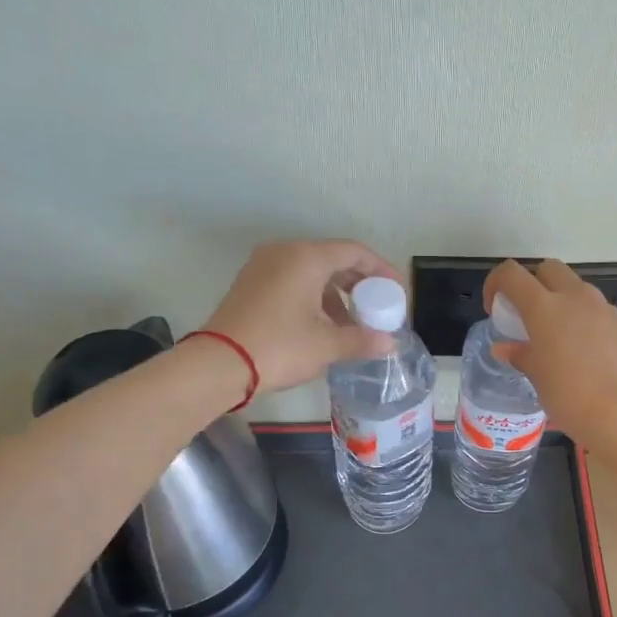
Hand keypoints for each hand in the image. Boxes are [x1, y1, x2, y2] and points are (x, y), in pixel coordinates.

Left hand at [203, 240, 400, 393]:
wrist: (219, 364)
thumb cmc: (280, 347)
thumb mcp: (327, 345)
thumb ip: (363, 340)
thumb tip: (390, 344)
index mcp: (306, 257)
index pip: (354, 252)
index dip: (381, 270)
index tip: (396, 291)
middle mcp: (284, 253)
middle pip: (333, 259)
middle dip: (359, 284)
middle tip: (377, 308)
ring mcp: (263, 266)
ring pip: (311, 272)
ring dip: (336, 295)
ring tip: (351, 325)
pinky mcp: (251, 284)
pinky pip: (292, 281)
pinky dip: (313, 297)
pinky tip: (322, 326)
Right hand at [483, 259, 616, 447]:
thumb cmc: (570, 396)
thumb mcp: (538, 378)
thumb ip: (521, 355)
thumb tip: (505, 348)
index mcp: (544, 307)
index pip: (511, 274)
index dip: (496, 284)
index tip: (494, 309)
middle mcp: (575, 297)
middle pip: (548, 269)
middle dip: (532, 283)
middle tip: (526, 316)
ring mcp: (603, 308)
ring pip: (575, 287)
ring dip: (560, 300)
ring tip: (554, 336)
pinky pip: (595, 309)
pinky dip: (582, 318)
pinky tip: (581, 351)